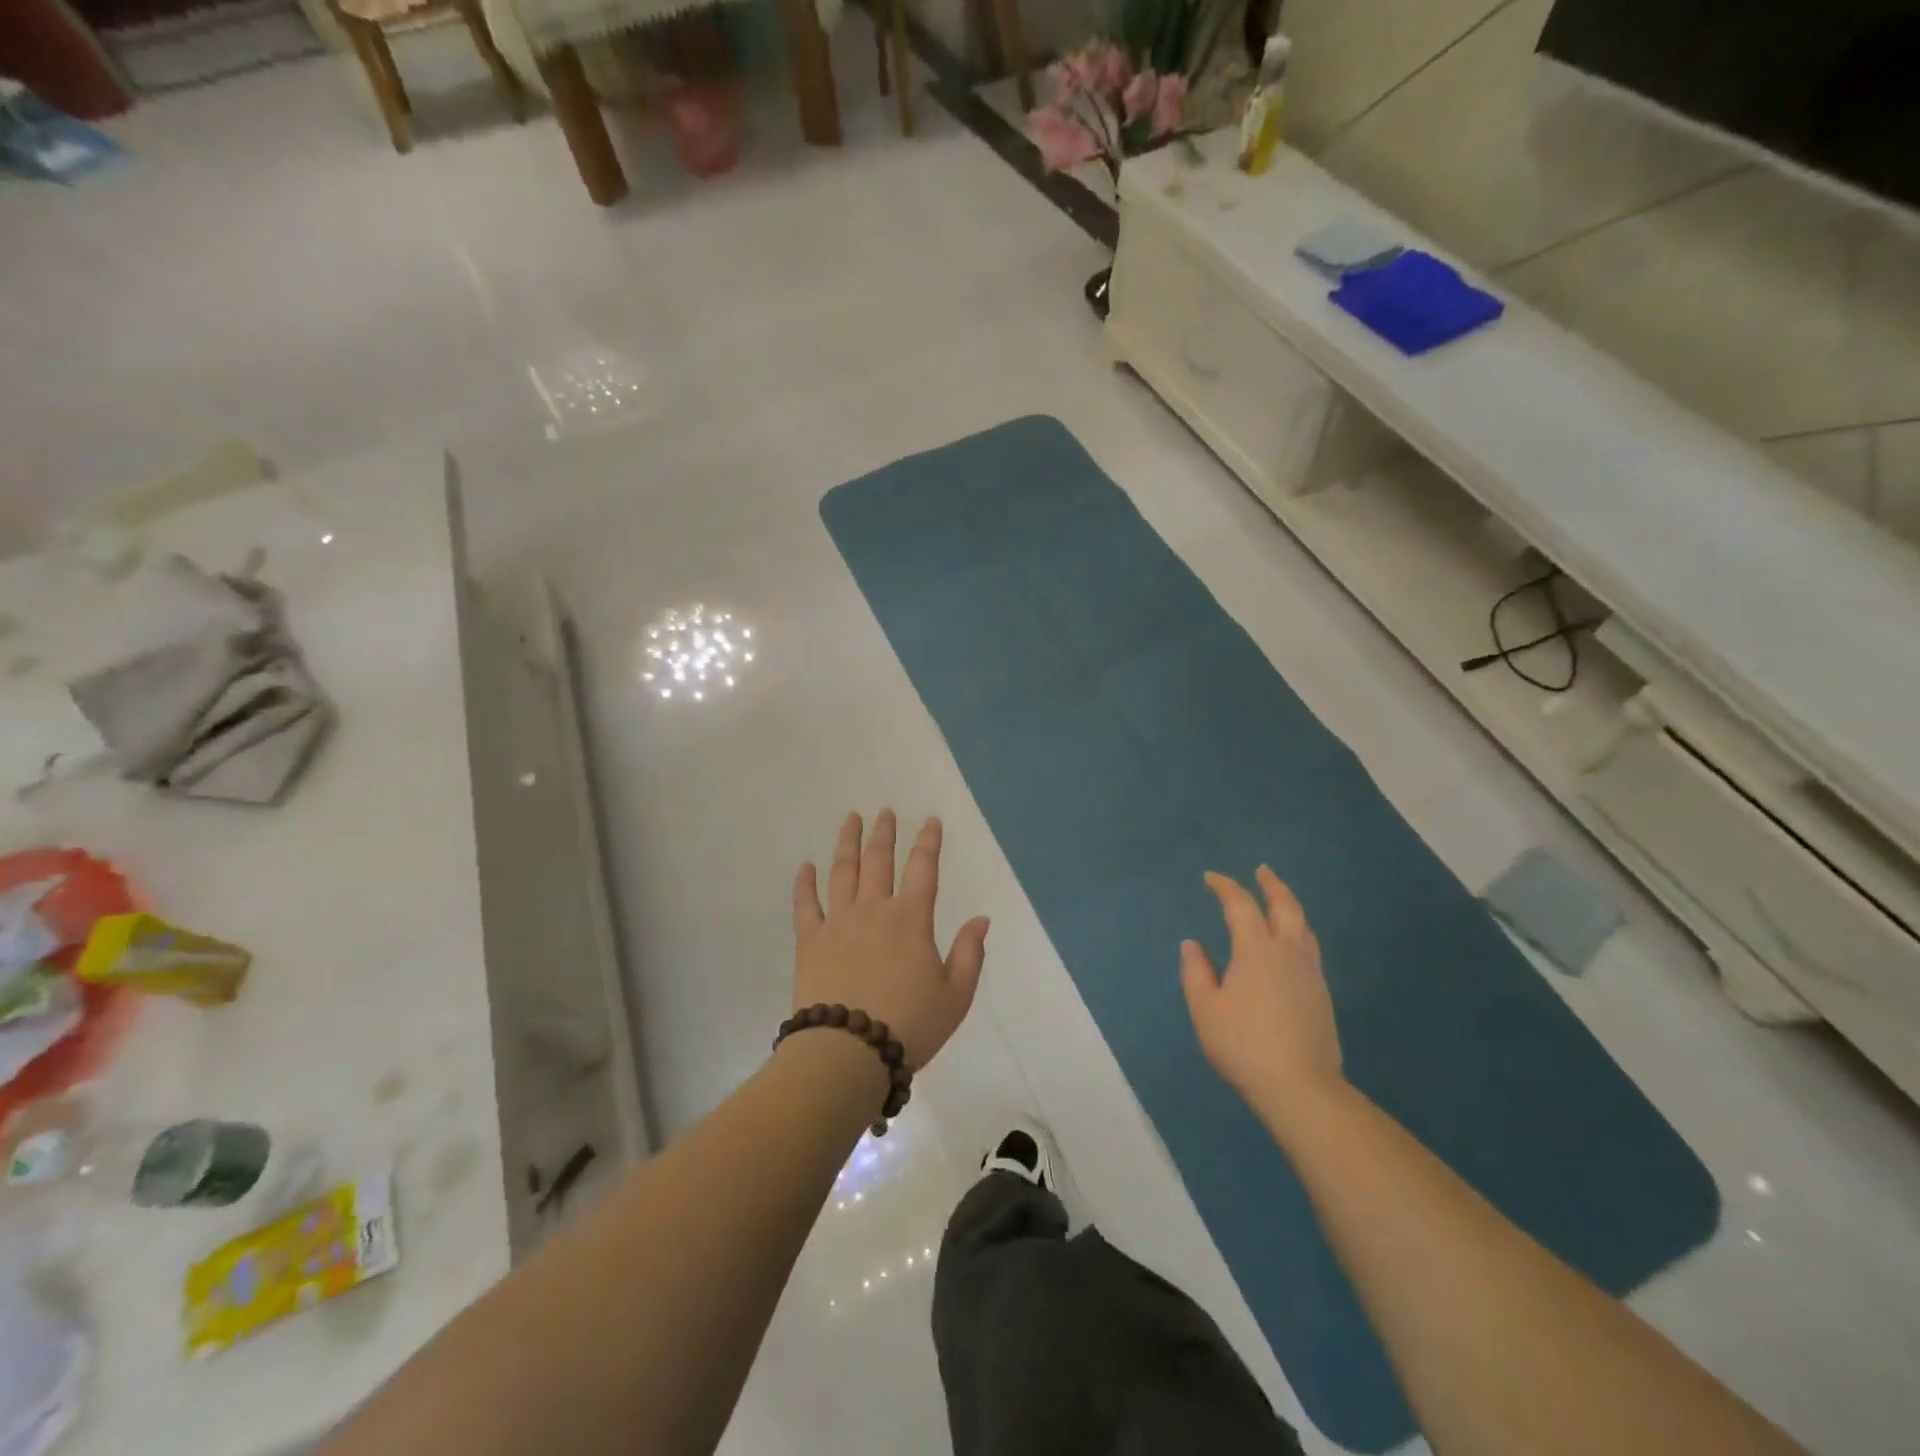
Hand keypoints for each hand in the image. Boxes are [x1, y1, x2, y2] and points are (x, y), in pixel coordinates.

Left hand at [792, 810, 989, 1070]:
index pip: (924, 869)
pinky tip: (806, 866)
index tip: (931, 821)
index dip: (929, 842)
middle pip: (879, 860)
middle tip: (885, 811)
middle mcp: (874, 910)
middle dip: (885, 833)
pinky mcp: (810, 941)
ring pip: (843, 872)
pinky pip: (806, 905)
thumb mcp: (956, 996)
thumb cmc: (909, 1026)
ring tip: (851, 819)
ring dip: (848, 842)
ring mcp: (838, 922)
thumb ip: (970, 954)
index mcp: (911, 920)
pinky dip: (805, 883)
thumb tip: (981, 918)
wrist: (848, 1053)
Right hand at [1180, 867, 1344, 1112]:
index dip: (1225, 887)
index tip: (1211, 878)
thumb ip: (1196, 972)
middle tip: (1262, 870)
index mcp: (1256, 950)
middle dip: (1272, 885)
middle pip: (1285, 907)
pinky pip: (1309, 947)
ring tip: (1279, 901)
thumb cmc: (1244, 1045)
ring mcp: (1310, 973)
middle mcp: (1288, 952)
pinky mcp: (1322, 995)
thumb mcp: (1205, 1010)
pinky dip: (1297, 931)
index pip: (1240, 905)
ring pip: (1303, 927)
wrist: (1301, 1088)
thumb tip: (1192, 944)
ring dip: (1289, 906)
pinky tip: (1291, 943)